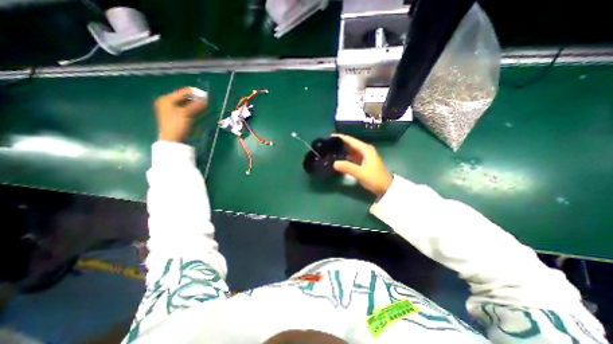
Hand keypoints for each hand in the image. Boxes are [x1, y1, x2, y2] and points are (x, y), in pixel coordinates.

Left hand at [155, 89, 206, 142]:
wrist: (172, 140)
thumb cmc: (177, 124)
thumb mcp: (187, 113)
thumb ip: (196, 105)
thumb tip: (206, 99)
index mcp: (166, 99)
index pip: (183, 92)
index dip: (195, 93)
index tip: (207, 97)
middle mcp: (166, 102)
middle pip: (184, 98)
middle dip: (195, 100)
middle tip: (206, 103)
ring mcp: (170, 110)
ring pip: (185, 104)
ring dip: (195, 105)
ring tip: (204, 107)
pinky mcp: (175, 117)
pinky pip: (185, 110)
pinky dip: (192, 110)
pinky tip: (199, 112)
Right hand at [333, 133, 395, 197]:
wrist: (386, 188)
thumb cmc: (375, 178)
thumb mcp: (361, 173)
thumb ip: (347, 167)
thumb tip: (334, 163)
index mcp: (365, 149)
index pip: (351, 140)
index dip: (340, 137)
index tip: (329, 136)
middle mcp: (364, 150)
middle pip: (350, 144)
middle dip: (340, 144)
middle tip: (327, 145)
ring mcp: (364, 156)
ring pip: (350, 151)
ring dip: (342, 151)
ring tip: (330, 151)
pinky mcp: (363, 162)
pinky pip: (352, 157)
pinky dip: (345, 157)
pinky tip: (338, 159)